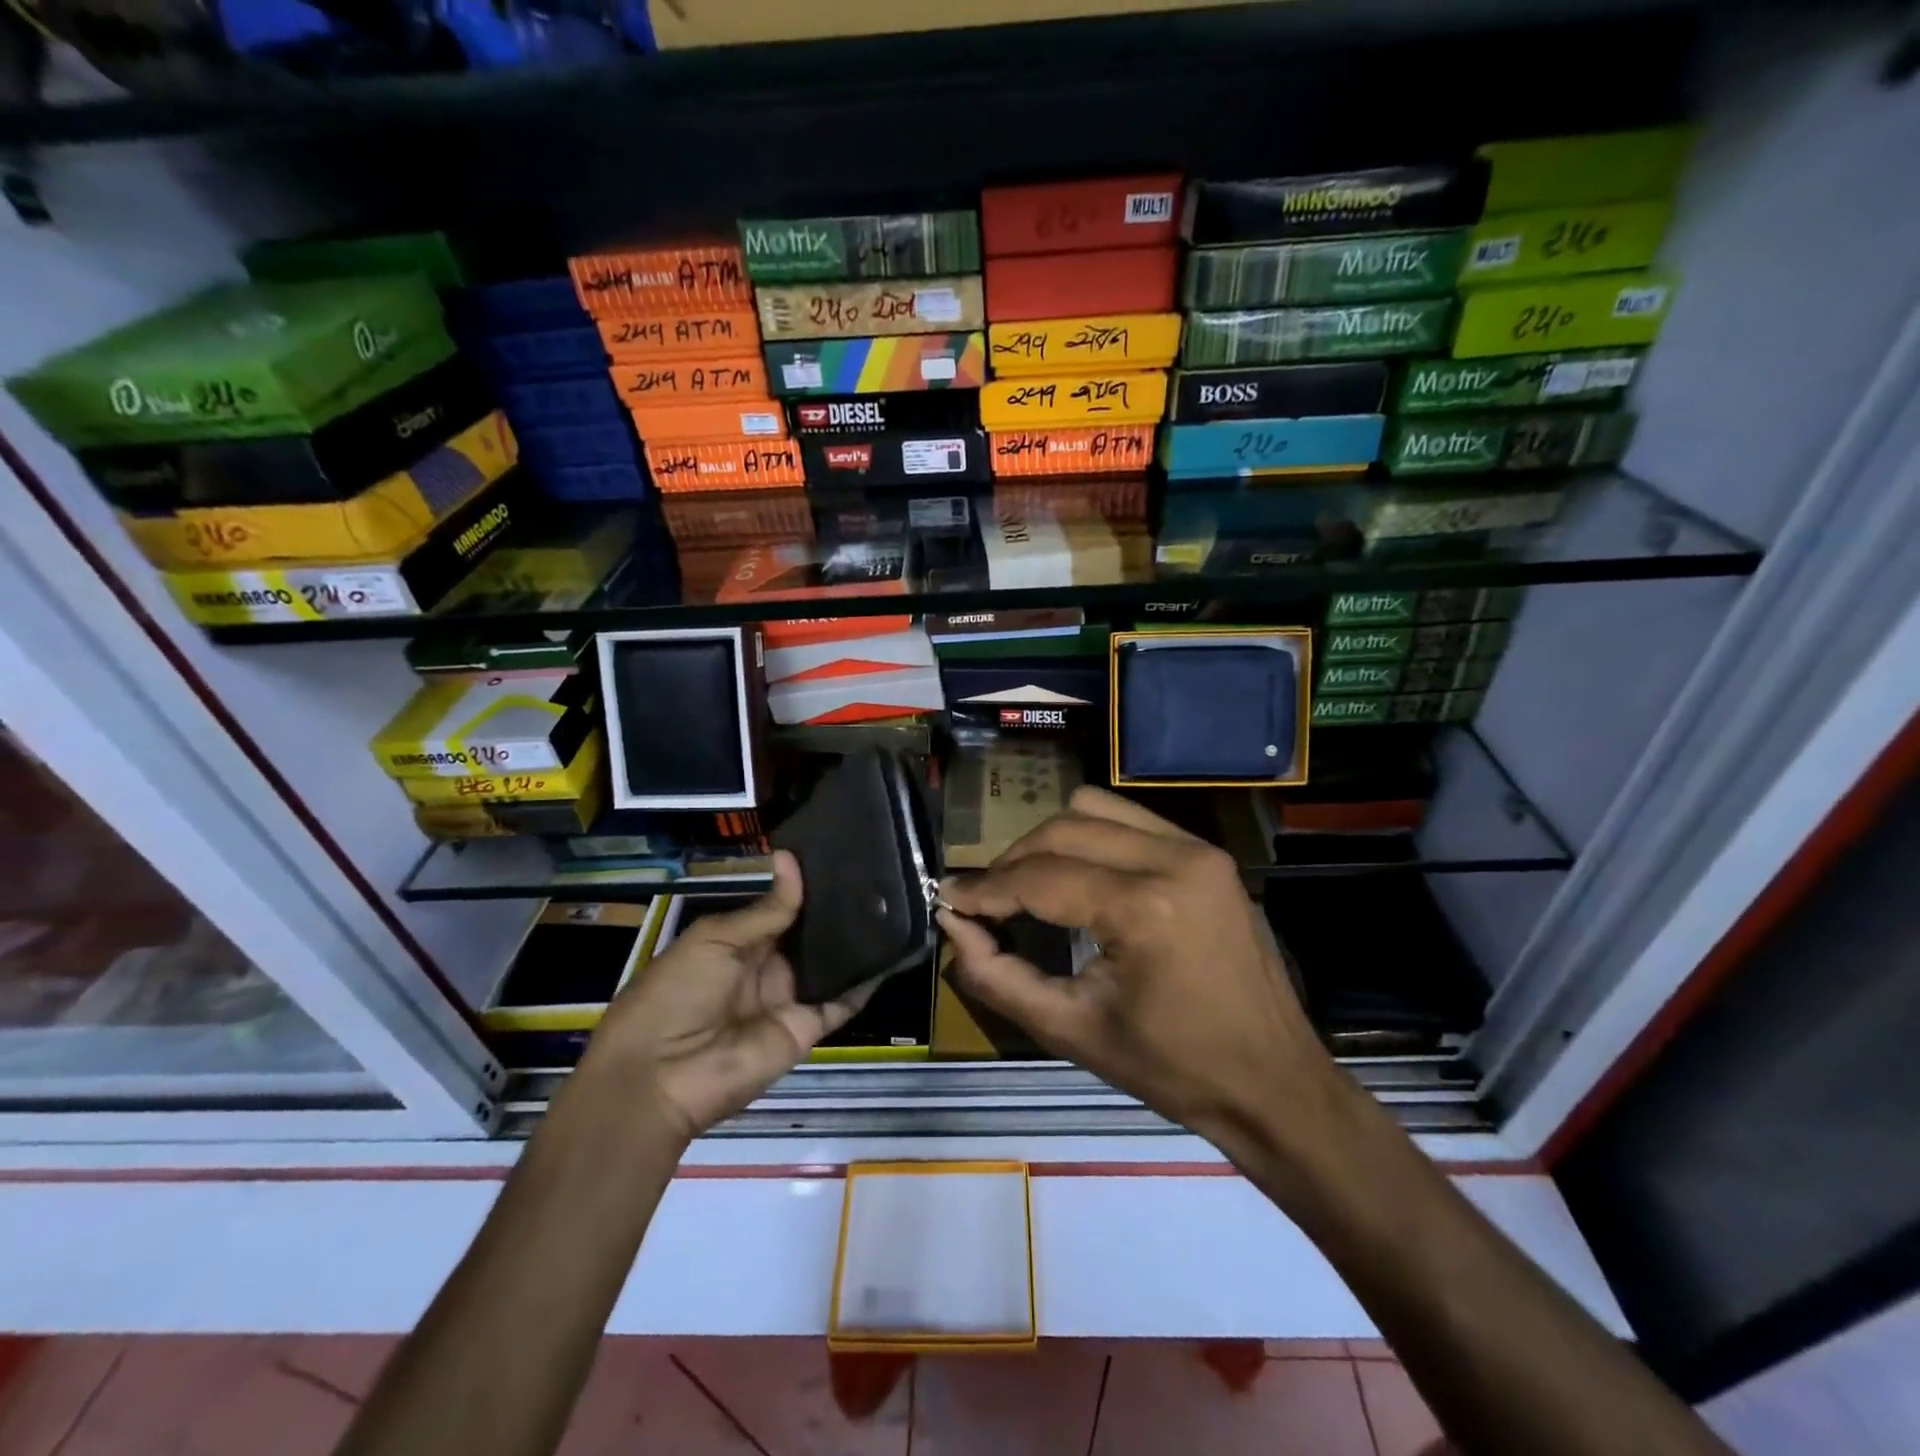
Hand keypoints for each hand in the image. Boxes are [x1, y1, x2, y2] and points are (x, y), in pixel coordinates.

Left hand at [582, 852, 869, 1141]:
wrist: (661, 1077)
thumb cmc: (676, 993)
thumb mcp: (715, 940)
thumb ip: (766, 909)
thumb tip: (791, 858)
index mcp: (739, 943)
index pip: (782, 908)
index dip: (807, 885)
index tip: (843, 854)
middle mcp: (768, 968)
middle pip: (809, 935)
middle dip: (838, 909)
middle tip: (878, 873)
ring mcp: (789, 998)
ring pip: (831, 964)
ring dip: (857, 940)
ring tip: (893, 901)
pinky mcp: (807, 1028)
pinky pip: (842, 1003)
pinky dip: (867, 981)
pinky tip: (894, 951)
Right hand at [939, 787, 1345, 1161]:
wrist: (1274, 1082)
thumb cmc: (1173, 1070)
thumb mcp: (1071, 1031)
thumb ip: (997, 976)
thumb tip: (954, 924)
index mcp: (1144, 910)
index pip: (1039, 877)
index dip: (985, 887)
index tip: (947, 898)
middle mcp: (1174, 859)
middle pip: (1062, 828)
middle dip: (1013, 861)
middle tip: (988, 902)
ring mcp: (1198, 849)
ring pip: (1094, 808)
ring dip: (1051, 841)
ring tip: (1032, 886)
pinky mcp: (1208, 853)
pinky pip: (1129, 819)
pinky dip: (1092, 838)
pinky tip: (1080, 877)